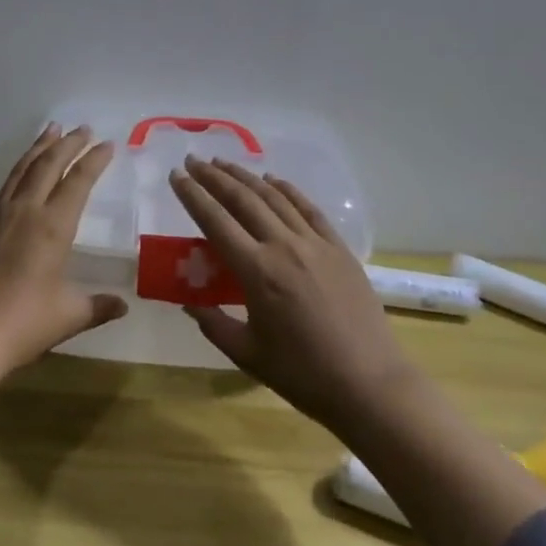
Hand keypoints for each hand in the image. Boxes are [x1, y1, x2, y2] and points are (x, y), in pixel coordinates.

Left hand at [0, 123, 127, 376]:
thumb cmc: (24, 323)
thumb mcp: (69, 315)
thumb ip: (98, 306)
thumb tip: (122, 305)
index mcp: (53, 227)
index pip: (78, 182)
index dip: (94, 161)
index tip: (107, 144)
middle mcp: (26, 211)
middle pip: (48, 165)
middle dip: (68, 143)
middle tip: (82, 128)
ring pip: (22, 169)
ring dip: (39, 147)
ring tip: (51, 130)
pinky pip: (5, 187)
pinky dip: (19, 170)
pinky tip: (22, 173)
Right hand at [170, 158, 411, 429]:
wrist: (369, 384)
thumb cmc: (303, 375)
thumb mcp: (247, 354)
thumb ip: (213, 323)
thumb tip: (189, 302)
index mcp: (256, 272)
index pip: (215, 221)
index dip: (193, 195)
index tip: (176, 176)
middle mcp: (284, 247)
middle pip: (243, 200)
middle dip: (214, 177)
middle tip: (193, 160)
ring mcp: (315, 243)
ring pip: (275, 198)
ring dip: (246, 176)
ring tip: (224, 163)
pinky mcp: (339, 248)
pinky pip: (309, 209)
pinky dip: (288, 189)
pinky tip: (273, 180)